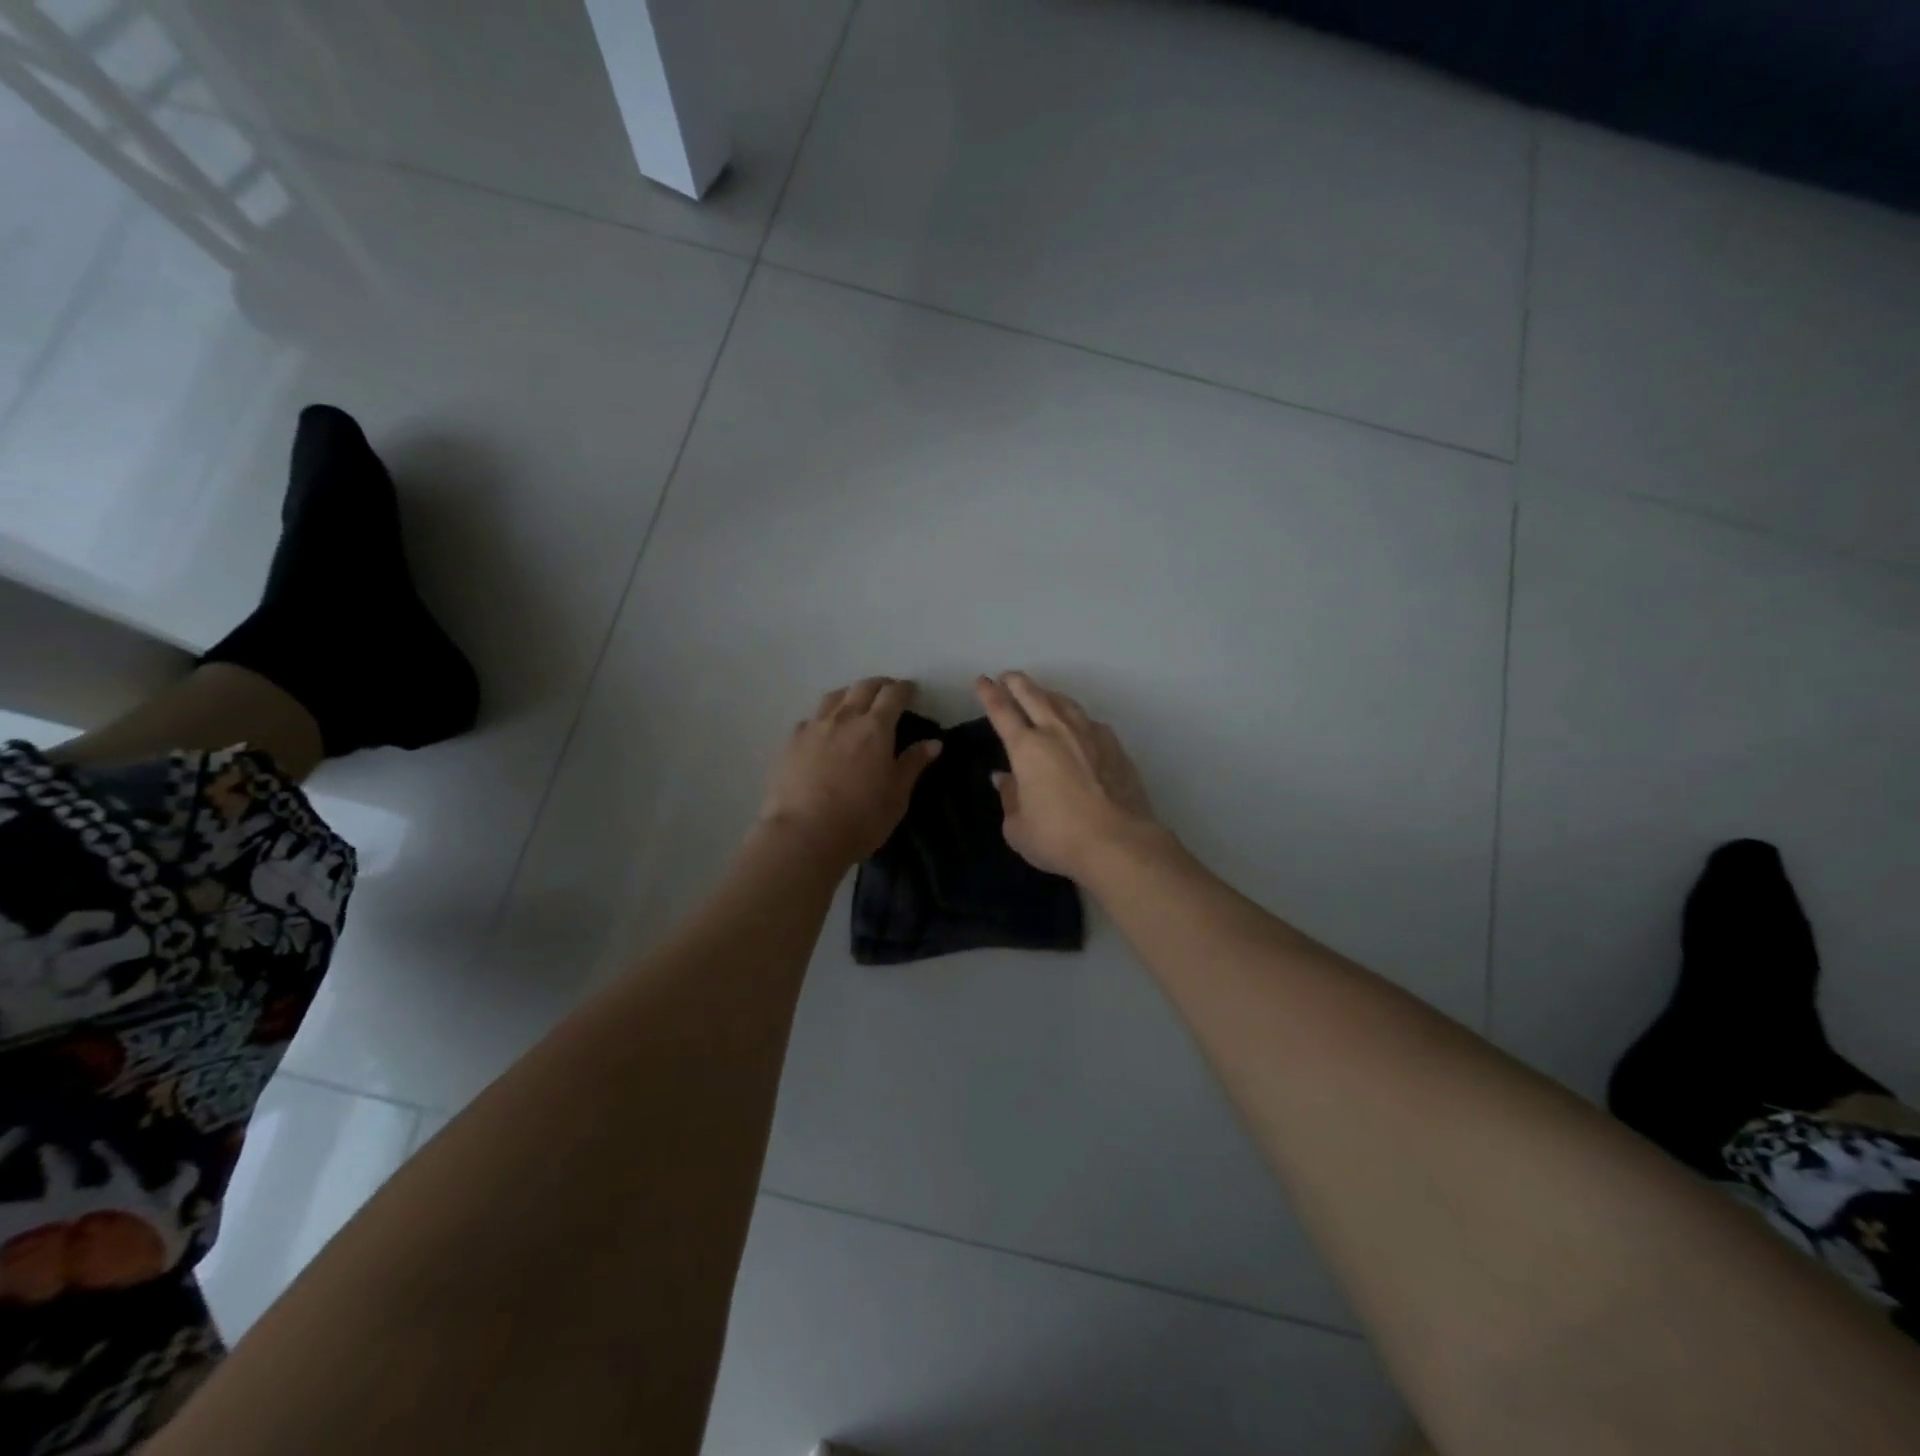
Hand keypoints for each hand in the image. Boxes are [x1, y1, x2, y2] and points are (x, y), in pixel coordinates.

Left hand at [758, 677, 941, 865]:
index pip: (893, 694)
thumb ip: (913, 764)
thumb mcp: (896, 796)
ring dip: (850, 694)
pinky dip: (824, 717)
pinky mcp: (791, 742)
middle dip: (879, 685)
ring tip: (856, 704)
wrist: (803, 835)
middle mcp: (844, 718)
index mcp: (875, 728)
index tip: (911, 692)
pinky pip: (811, 718)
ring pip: (834, 697)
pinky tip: (825, 731)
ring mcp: (814, 728)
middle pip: (863, 687)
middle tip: (888, 694)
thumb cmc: (860, 819)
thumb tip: (933, 742)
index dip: (904, 689)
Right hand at [975, 672, 1159, 879]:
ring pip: (1064, 703)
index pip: (1003, 711)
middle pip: (1034, 695)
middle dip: (1017, 683)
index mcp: (1027, 748)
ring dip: (1048, 693)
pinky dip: (1076, 716)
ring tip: (1041, 693)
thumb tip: (1004, 778)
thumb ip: (1009, 798)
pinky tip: (1077, 723)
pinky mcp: (1115, 747)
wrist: (1119, 843)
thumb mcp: (1018, 827)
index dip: (990, 694)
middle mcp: (1057, 732)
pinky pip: (1089, 721)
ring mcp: (1090, 735)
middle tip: (1007, 676)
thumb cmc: (1058, 838)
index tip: (983, 680)